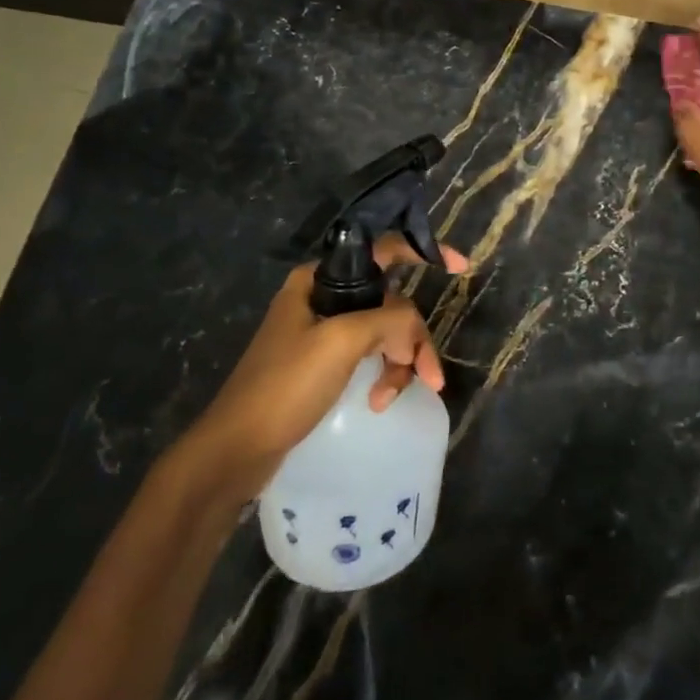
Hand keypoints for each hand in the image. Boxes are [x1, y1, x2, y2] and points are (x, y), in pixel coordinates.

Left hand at [182, 235, 468, 490]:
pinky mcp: (325, 363)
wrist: (237, 449)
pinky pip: (371, 356)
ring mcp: (324, 332)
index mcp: (319, 279)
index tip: (461, 267)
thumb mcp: (341, 342)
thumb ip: (389, 321)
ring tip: (391, 397)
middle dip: (412, 336)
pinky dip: (383, 375)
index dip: (425, 251)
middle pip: (391, 301)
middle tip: (428, 374)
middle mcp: (323, 297)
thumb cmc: (285, 385)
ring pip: (385, 332)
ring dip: (399, 362)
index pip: (383, 250)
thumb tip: (413, 331)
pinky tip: (379, 401)